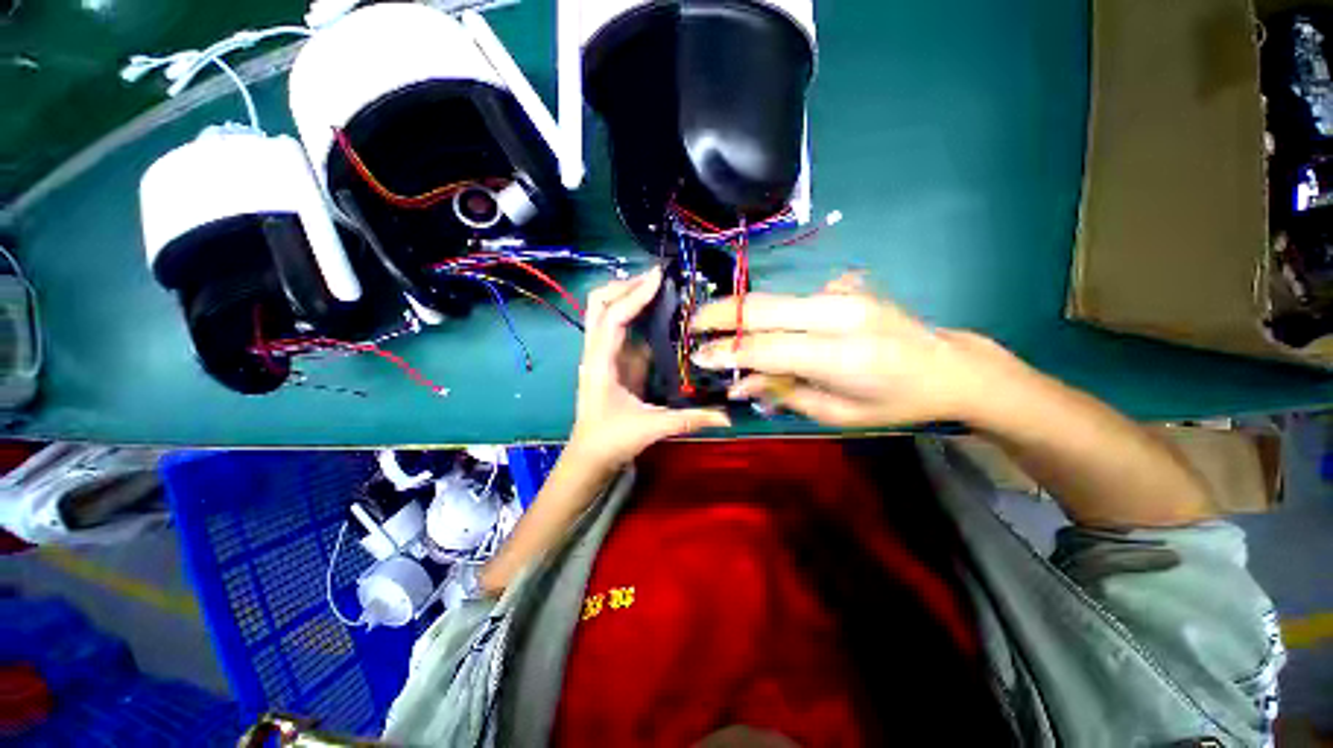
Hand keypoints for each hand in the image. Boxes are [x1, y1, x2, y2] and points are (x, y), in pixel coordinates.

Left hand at [567, 267, 730, 470]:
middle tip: (656, 279)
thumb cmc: (612, 441)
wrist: (589, 456)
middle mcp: (595, 352)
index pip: (613, 318)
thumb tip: (728, 417)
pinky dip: (631, 311)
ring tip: (656, 287)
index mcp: (601, 364)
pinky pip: (616, 325)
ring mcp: (600, 353)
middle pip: (598, 304)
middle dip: (624, 285)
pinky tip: (654, 311)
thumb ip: (690, 420)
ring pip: (602, 311)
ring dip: (625, 294)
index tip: (659, 277)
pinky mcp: (609, 359)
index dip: (635, 295)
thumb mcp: (651, 428)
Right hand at [690, 273, 1023, 427]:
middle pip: (763, 308)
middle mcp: (840, 314)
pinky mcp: (845, 286)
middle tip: (692, 324)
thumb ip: (783, 392)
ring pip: (773, 299)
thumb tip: (737, 382)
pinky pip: (792, 300)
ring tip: (713, 324)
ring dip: (738, 311)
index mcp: (842, 355)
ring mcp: (844, 293)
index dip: (727, 351)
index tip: (697, 355)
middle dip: (720, 315)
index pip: (766, 347)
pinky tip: (759, 327)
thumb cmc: (895, 403)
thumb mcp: (836, 412)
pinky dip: (767, 314)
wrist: (948, 366)